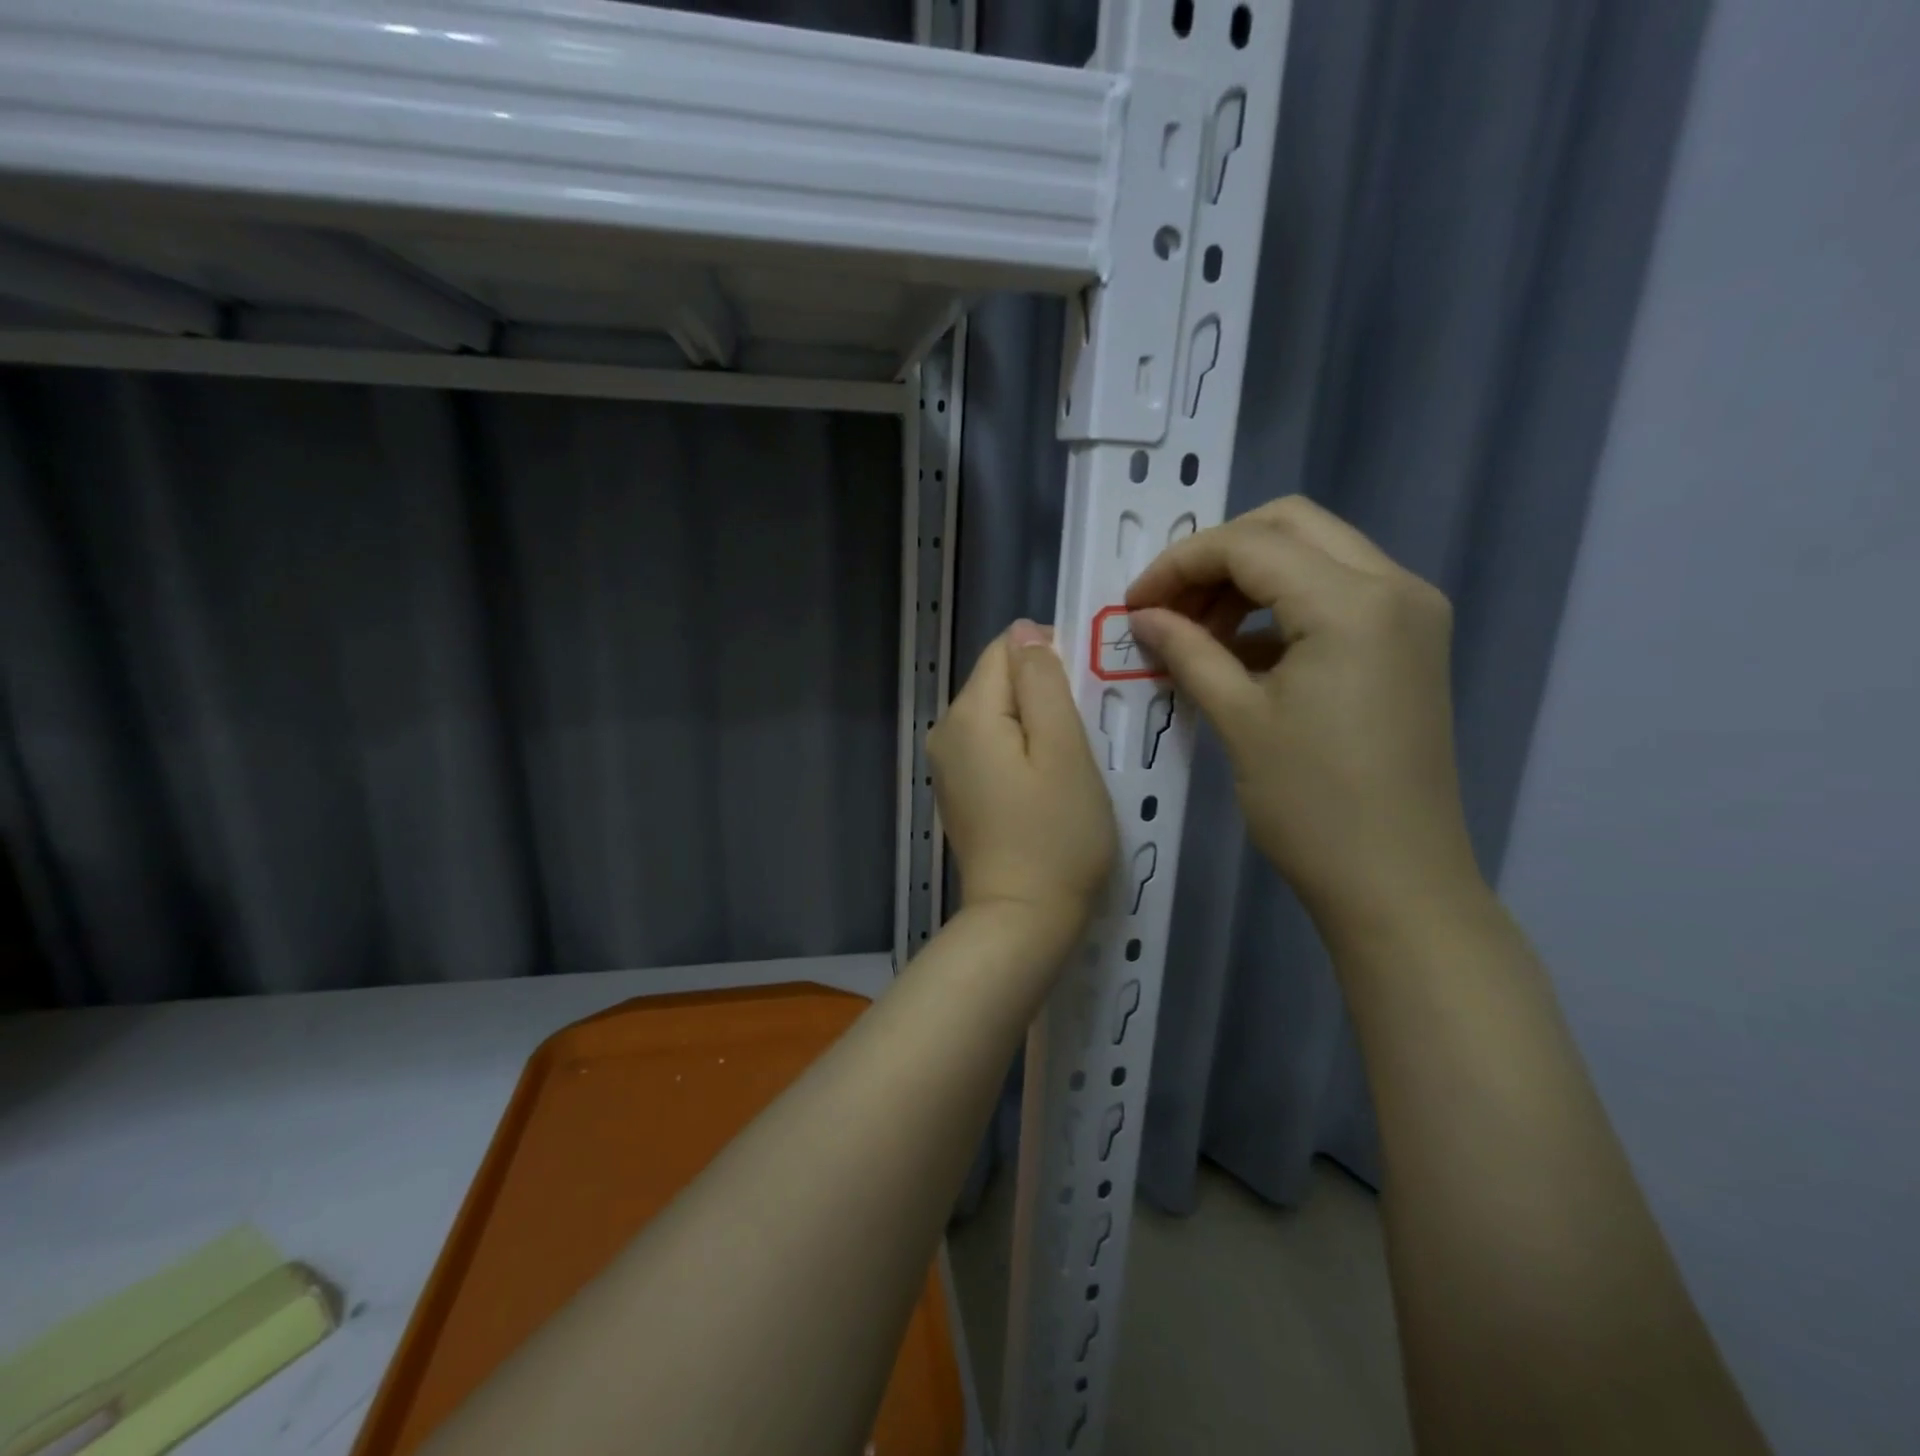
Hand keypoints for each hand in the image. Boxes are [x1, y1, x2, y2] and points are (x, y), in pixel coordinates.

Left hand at [929, 621, 1116, 947]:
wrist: (1022, 920)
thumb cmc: (1056, 835)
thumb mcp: (1064, 749)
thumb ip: (1043, 682)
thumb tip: (1025, 632)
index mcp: (968, 713)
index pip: (1007, 650)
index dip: (1051, 662)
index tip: (1086, 701)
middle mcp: (945, 731)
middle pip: (1000, 683)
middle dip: (1044, 697)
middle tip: (1085, 741)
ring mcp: (947, 765)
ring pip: (1000, 716)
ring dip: (1037, 727)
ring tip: (1070, 766)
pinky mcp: (958, 792)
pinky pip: (993, 748)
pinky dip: (1021, 754)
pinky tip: (1045, 787)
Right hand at [1125, 498, 1479, 930]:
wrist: (1398, 882)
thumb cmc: (1312, 806)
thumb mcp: (1240, 720)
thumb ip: (1188, 651)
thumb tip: (1143, 615)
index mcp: (1352, 603)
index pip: (1249, 544)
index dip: (1180, 564)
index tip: (1135, 603)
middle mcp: (1394, 586)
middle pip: (1288, 525)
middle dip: (1216, 556)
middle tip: (1168, 606)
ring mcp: (1410, 613)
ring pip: (1314, 553)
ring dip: (1248, 578)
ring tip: (1197, 632)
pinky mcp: (1408, 642)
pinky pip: (1336, 593)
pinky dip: (1281, 605)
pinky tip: (1238, 651)